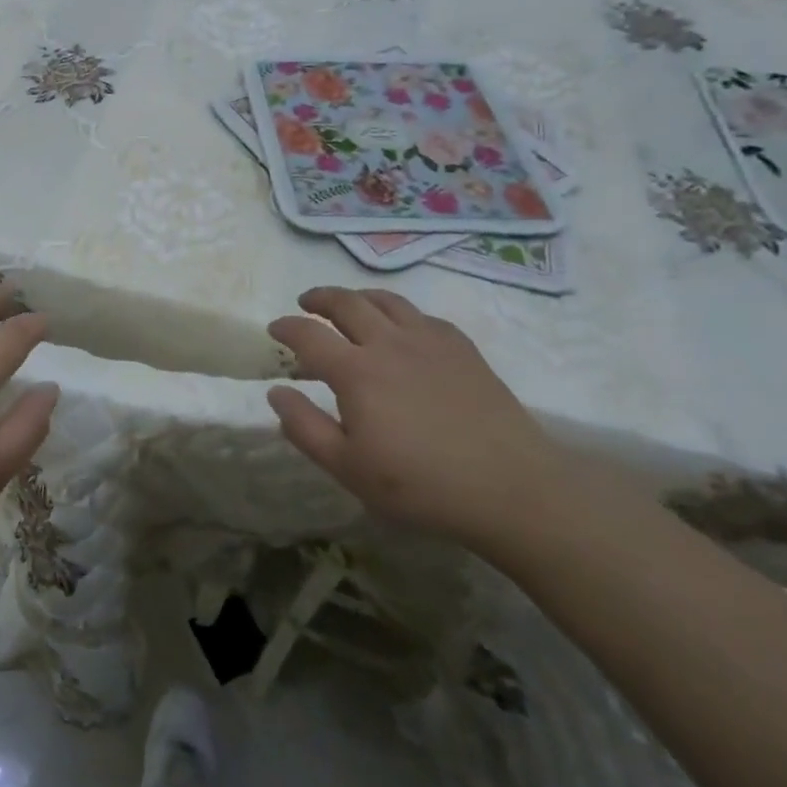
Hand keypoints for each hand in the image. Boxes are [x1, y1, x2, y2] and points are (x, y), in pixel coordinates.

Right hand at [267, 287, 569, 550]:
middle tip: (306, 303)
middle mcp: (388, 343)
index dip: (286, 326)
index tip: (274, 329)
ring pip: (386, 300)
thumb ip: (305, 428)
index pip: (308, 334)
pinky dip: (400, 313)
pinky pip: (422, 315)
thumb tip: (276, 392)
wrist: (512, 489)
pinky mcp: (462, 349)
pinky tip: (402, 329)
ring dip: (358, 297)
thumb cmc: (421, 485)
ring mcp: (429, 341)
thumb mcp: (348, 468)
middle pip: (346, 302)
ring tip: (349, 305)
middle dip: (319, 298)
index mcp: (356, 371)